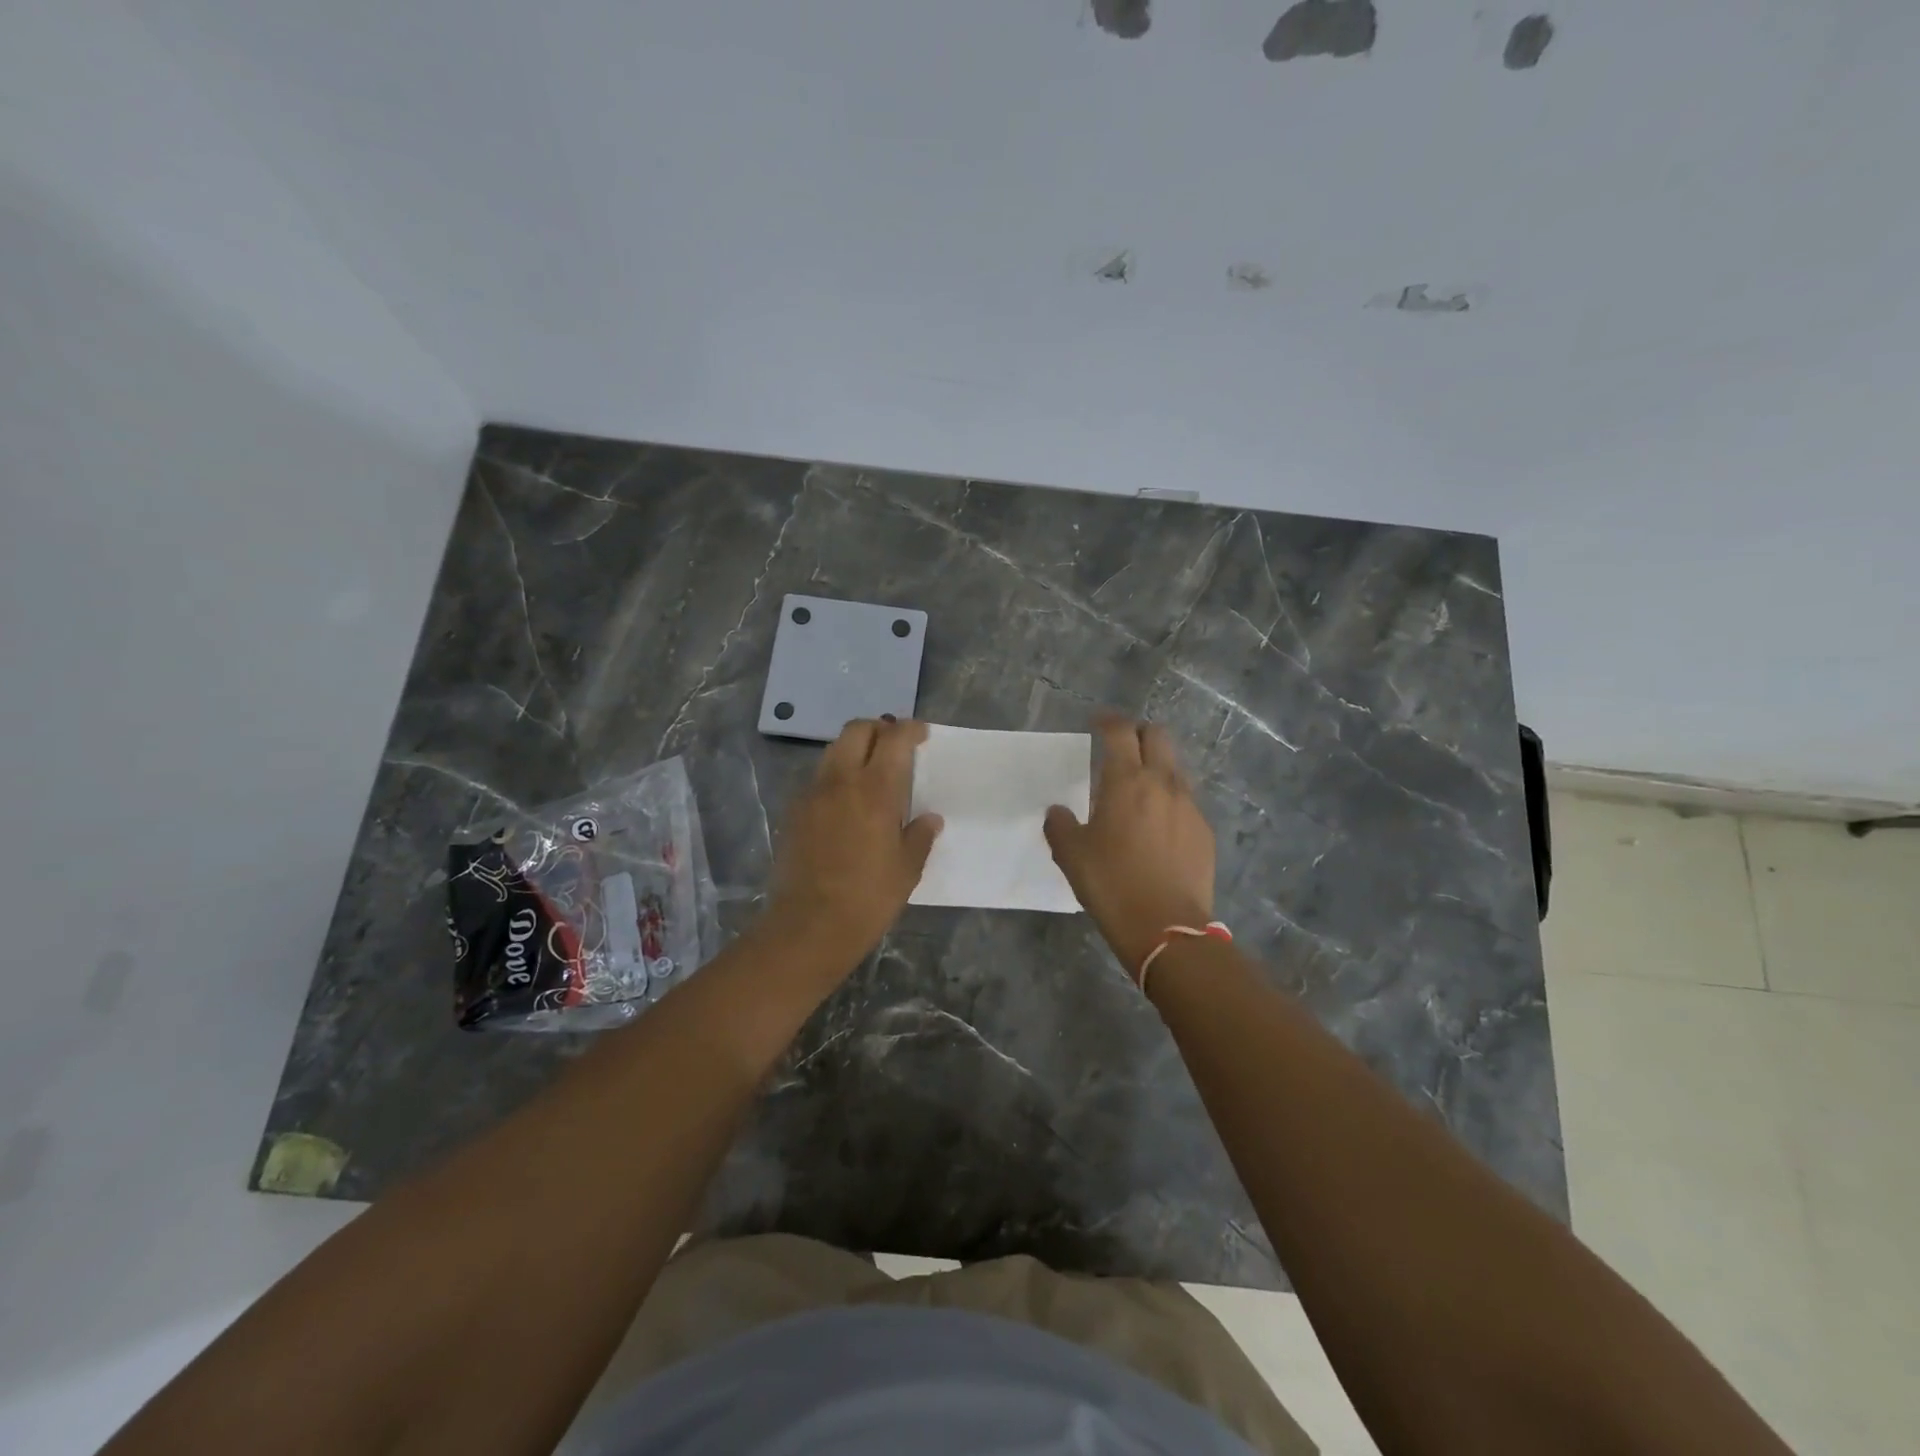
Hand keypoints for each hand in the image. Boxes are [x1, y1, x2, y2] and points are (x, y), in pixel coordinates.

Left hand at [764, 718, 942, 968]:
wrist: (809, 926)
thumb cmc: (868, 897)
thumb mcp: (907, 869)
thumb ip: (920, 836)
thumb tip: (929, 819)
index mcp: (875, 789)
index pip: (894, 739)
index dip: (909, 729)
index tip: (921, 732)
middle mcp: (841, 781)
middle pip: (856, 731)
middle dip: (878, 728)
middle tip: (894, 744)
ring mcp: (812, 794)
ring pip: (833, 751)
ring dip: (854, 749)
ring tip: (871, 770)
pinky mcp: (794, 812)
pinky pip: (818, 779)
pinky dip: (836, 775)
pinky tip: (846, 801)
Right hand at [1044, 714, 1215, 973]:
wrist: (1166, 928)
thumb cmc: (1111, 884)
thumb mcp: (1071, 855)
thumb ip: (1060, 825)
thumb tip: (1058, 812)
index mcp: (1127, 781)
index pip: (1120, 731)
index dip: (1107, 720)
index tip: (1097, 722)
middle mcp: (1163, 783)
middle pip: (1158, 736)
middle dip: (1138, 733)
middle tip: (1120, 747)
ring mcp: (1189, 806)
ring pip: (1175, 767)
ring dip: (1157, 764)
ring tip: (1138, 786)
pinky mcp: (1204, 831)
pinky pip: (1185, 800)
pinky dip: (1169, 798)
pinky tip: (1157, 824)